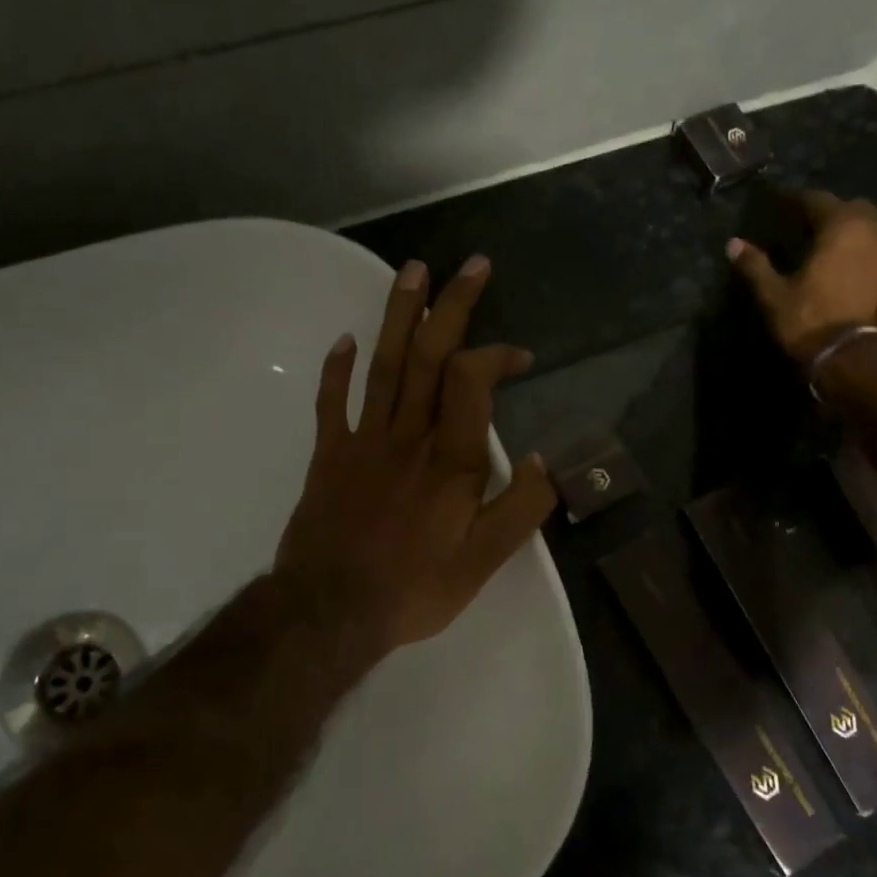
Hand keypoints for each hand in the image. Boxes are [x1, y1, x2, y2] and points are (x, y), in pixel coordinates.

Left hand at [274, 255, 557, 666]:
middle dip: (452, 306)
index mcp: (450, 459)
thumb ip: (522, 509)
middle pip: (429, 355)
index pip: (472, 380)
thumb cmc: (414, 587)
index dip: (498, 355)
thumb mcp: (485, 562)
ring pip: (385, 364)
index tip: (520, 356)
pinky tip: (345, 340)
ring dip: (400, 314)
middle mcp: (408, 436)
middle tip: (471, 265)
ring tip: (413, 271)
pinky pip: (333, 402)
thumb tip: (547, 461)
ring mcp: (364, 441)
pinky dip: (338, 369)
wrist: (330, 611)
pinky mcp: (330, 455)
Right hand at [727, 191, 876, 363]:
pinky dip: (867, 258)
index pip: (817, 200)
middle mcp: (874, 233)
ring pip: (873, 232)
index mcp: (841, 228)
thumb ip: (755, 266)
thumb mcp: (775, 297)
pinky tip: (853, 275)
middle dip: (833, 211)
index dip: (797, 199)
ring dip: (854, 235)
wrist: (861, 361)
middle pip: (854, 209)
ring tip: (833, 250)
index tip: (782, 202)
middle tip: (812, 224)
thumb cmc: (813, 323)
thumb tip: (733, 244)